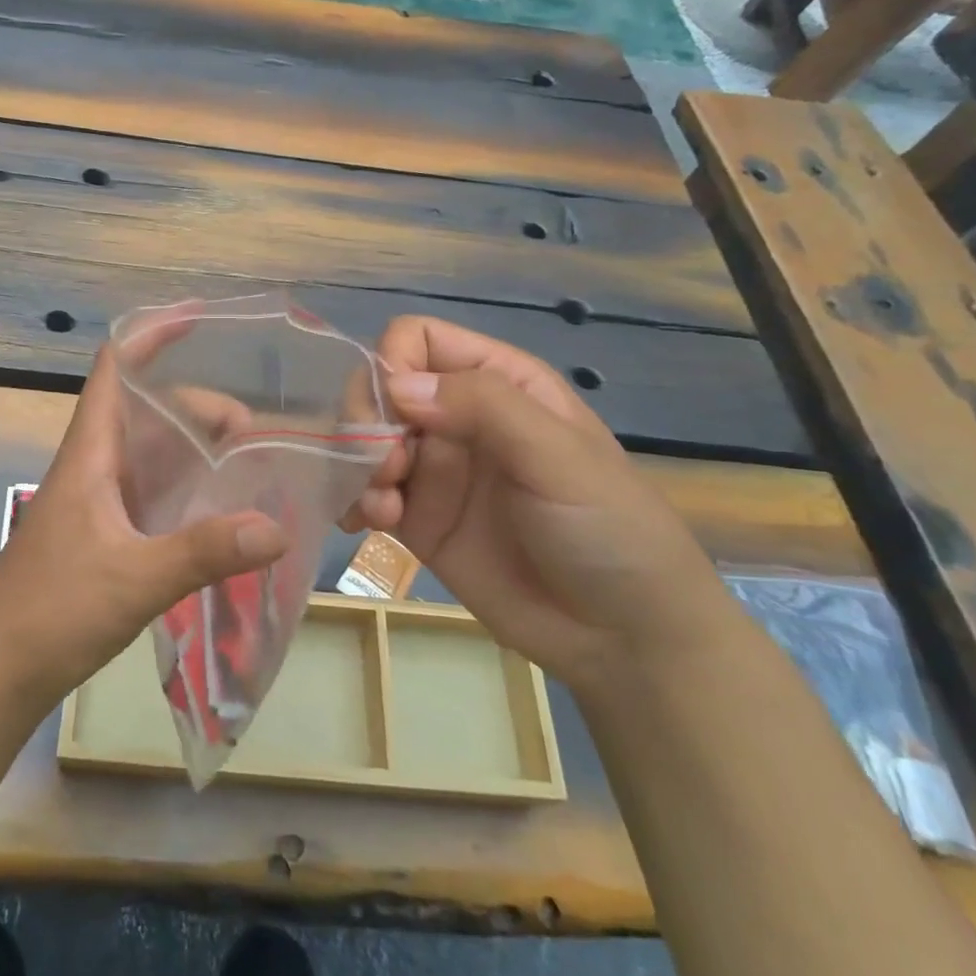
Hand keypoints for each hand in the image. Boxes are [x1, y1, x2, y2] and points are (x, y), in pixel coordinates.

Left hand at [0, 344, 288, 712]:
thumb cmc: (53, 610)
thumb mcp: (134, 578)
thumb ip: (202, 552)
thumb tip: (276, 526)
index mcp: (91, 452)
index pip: (115, 368)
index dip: (151, 335)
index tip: (200, 319)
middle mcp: (96, 465)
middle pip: (149, 410)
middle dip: (200, 406)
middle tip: (254, 431)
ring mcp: (101, 500)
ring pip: (154, 452)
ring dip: (198, 447)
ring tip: (251, 461)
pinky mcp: (107, 533)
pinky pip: (156, 492)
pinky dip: (189, 487)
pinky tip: (224, 508)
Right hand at [349, 316, 731, 690]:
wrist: (623, 636)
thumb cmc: (608, 529)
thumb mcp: (557, 456)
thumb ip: (482, 406)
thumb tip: (394, 385)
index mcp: (497, 382)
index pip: (417, 339)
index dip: (392, 363)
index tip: (395, 412)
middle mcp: (456, 416)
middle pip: (378, 387)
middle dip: (367, 422)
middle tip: (387, 469)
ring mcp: (433, 467)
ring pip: (362, 438)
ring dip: (356, 465)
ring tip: (383, 508)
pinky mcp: (415, 516)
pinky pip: (363, 491)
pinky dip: (352, 500)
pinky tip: (368, 524)